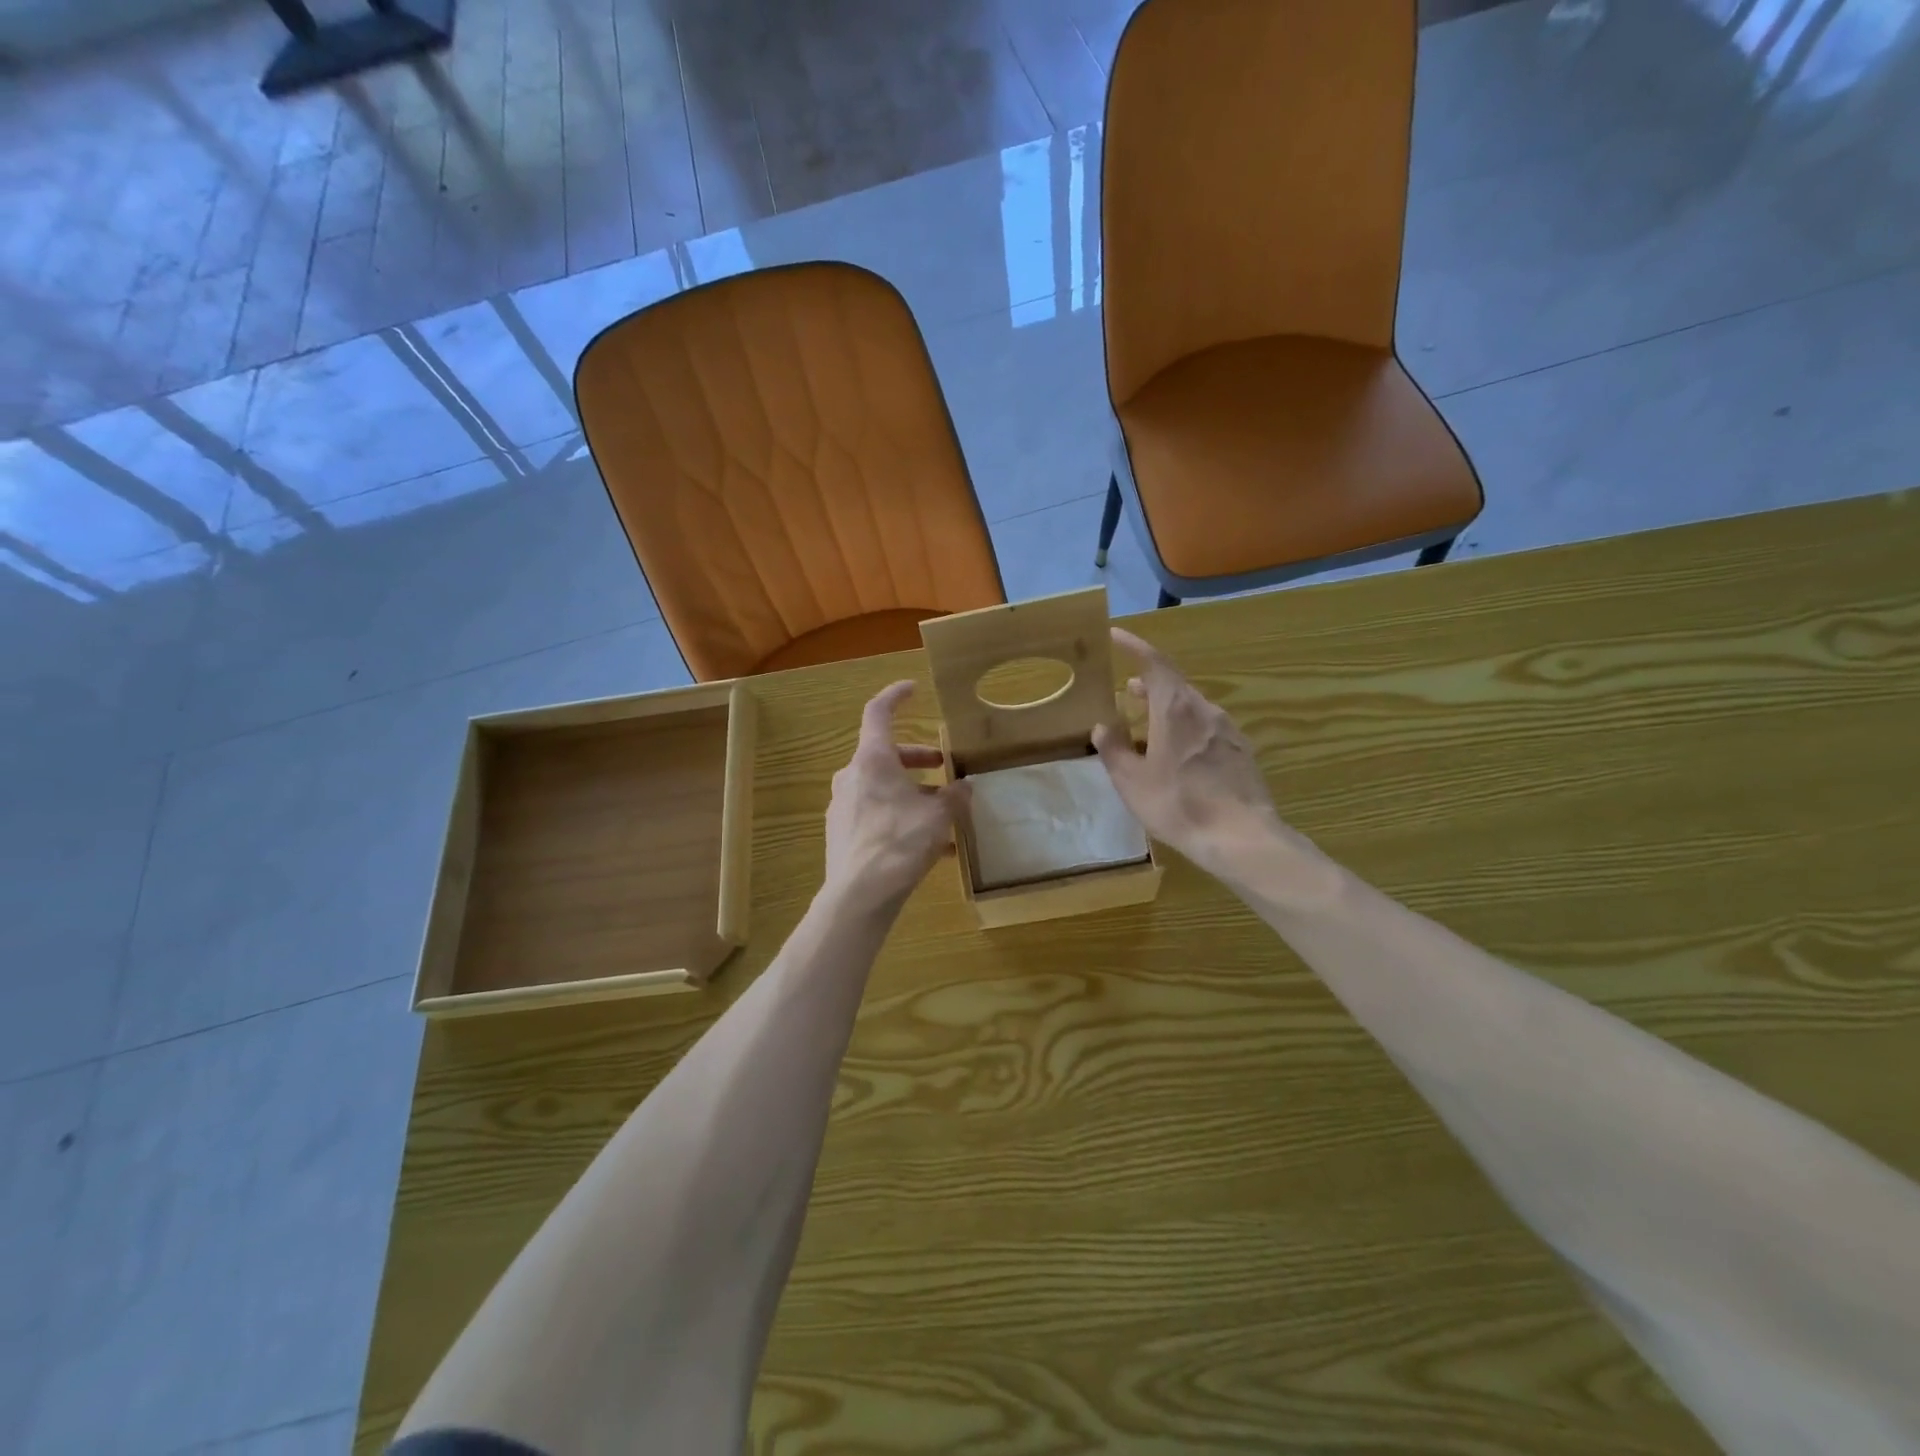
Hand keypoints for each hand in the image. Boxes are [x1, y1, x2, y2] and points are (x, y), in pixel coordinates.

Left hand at [822, 682, 969, 916]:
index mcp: (872, 760)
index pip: (878, 712)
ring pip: (883, 788)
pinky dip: (902, 819)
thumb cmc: (900, 843)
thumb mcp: (938, 817)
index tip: (913, 689)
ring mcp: (843, 805)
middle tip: (944, 766)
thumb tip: (966, 788)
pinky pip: (877, 815)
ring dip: (913, 794)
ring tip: (945, 816)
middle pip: (886, 755)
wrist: (859, 896)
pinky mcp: (842, 832)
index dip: (896, 696)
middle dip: (918, 759)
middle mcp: (852, 776)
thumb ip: (955, 798)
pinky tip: (931, 847)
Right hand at [1092, 627, 1289, 880]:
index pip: (1154, 662)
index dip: (1134, 646)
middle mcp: (1205, 710)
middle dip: (1149, 685)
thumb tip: (1103, 726)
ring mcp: (1228, 730)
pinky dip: (1186, 729)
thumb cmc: (1178, 805)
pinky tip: (1179, 756)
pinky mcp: (1242, 751)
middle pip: (1174, 685)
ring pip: (1192, 708)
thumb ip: (1114, 750)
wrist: (1241, 837)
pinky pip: (1208, 728)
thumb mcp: (1132, 782)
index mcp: (1175, 709)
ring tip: (1148, 728)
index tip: (1116, 635)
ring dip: (1167, 710)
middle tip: (1127, 693)